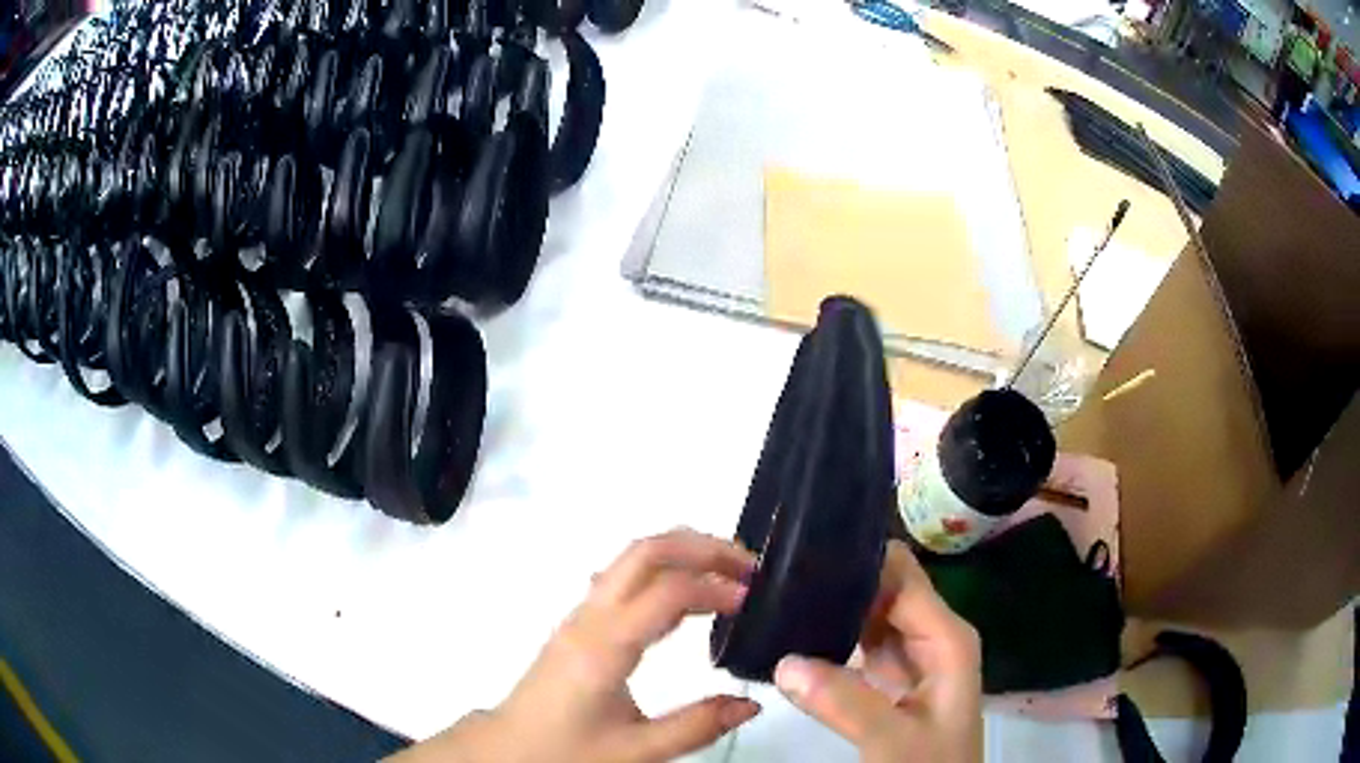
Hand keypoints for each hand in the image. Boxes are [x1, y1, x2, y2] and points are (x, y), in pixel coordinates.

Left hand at [391, 528, 761, 762]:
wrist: (509, 747)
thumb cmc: (567, 749)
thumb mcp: (636, 751)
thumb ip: (696, 727)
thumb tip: (752, 703)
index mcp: (605, 645)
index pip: (666, 590)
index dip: (715, 586)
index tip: (753, 599)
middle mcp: (591, 617)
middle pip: (645, 551)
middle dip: (701, 547)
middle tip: (749, 564)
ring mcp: (582, 616)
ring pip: (632, 559)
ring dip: (682, 554)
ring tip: (729, 574)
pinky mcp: (581, 625)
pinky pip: (625, 580)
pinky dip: (664, 573)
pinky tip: (688, 599)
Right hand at [773, 541, 981, 762]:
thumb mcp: (893, 739)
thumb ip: (845, 702)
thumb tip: (785, 662)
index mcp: (945, 637)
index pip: (902, 576)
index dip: (860, 558)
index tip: (804, 550)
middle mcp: (931, 636)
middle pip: (885, 590)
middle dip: (839, 580)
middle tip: (778, 574)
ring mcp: (912, 657)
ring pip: (870, 617)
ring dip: (832, 608)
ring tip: (778, 595)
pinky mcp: (891, 679)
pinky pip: (860, 646)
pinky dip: (831, 639)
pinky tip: (794, 636)